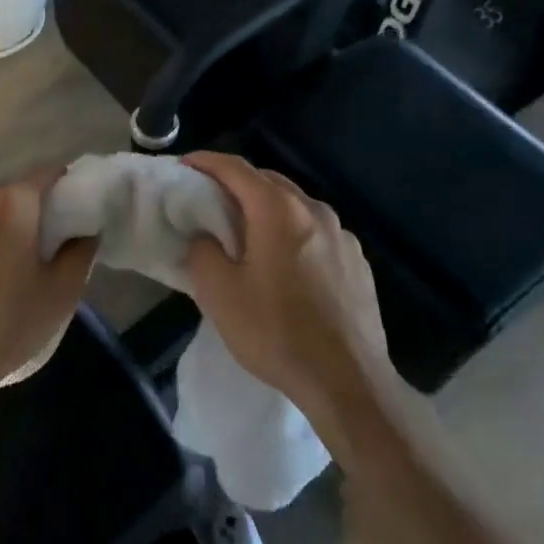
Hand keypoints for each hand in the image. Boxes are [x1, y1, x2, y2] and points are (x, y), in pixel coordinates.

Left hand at [0, 171, 95, 431]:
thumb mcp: (61, 293)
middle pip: (7, 193)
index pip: (46, 175)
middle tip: (27, 249)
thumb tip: (86, 230)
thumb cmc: (8, 325)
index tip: (66, 213)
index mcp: (14, 202)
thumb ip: (80, 251)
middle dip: (20, 213)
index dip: (61, 189)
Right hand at [181, 151, 396, 429]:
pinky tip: (286, 265)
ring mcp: (343, 236)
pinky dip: (293, 233)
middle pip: (269, 181)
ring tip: (247, 233)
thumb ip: (203, 252)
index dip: (206, 162)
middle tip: (210, 200)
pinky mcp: (358, 262)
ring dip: (267, 209)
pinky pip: (317, 232)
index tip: (184, 165)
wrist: (349, 382)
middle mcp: (315, 212)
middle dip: (236, 183)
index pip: (236, 168)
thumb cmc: (277, 333)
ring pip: (296, 206)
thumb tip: (205, 237)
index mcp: (279, 211)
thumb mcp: (219, 294)